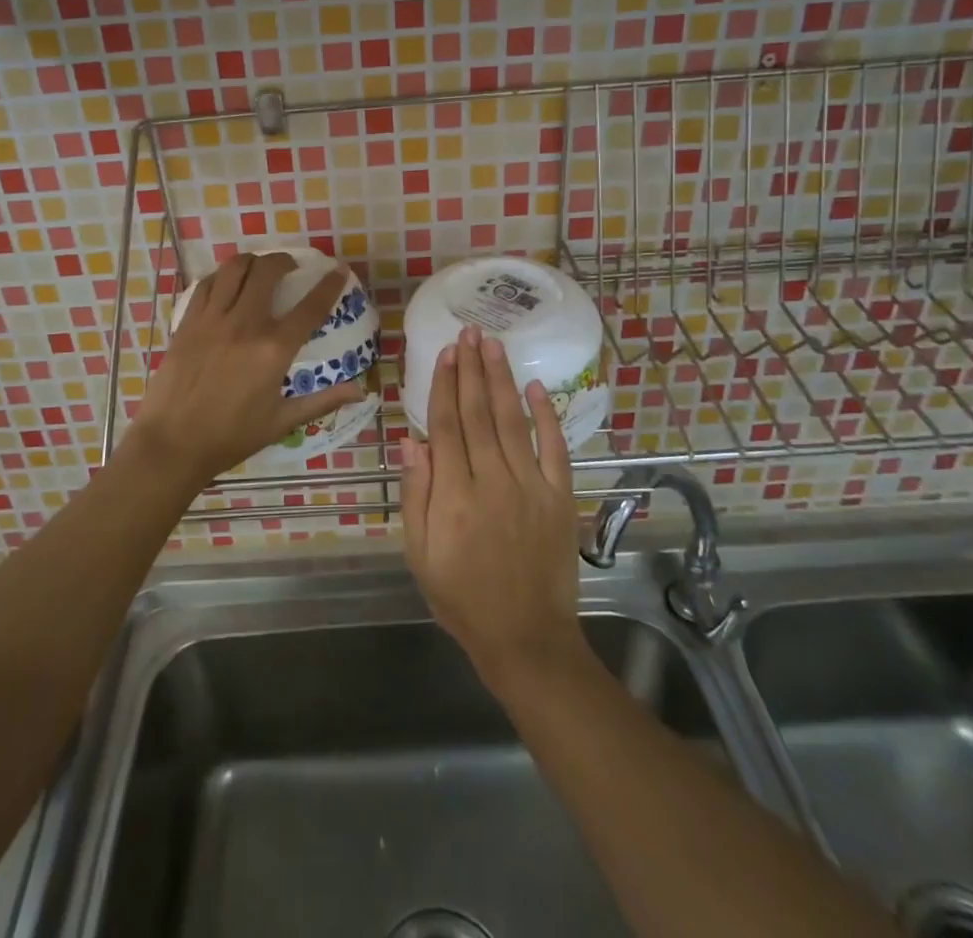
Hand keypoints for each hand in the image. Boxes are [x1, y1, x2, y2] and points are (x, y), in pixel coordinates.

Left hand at [126, 252, 364, 489]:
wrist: (172, 444)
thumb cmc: (231, 437)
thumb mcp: (282, 421)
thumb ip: (323, 400)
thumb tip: (361, 390)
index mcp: (274, 349)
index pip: (310, 307)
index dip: (328, 285)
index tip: (338, 270)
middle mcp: (245, 324)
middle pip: (267, 272)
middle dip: (283, 261)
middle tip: (290, 266)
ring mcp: (212, 320)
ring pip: (233, 269)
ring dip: (251, 261)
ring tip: (258, 267)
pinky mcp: (187, 323)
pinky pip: (205, 285)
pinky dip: (220, 277)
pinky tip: (225, 284)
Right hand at [402, 323, 587, 689]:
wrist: (526, 639)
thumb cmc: (462, 598)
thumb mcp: (420, 555)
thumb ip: (417, 496)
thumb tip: (412, 441)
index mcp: (455, 495)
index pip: (447, 425)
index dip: (444, 385)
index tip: (445, 353)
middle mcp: (493, 480)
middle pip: (478, 413)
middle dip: (472, 369)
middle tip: (469, 332)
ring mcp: (531, 486)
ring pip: (512, 420)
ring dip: (501, 379)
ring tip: (493, 344)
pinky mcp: (560, 496)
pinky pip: (554, 447)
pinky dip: (547, 415)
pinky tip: (536, 387)